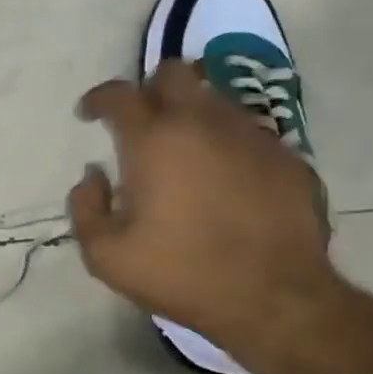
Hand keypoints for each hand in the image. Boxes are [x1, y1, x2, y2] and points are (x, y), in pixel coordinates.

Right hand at [67, 61, 339, 370]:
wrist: (276, 300)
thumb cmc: (181, 274)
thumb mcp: (106, 255)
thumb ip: (85, 207)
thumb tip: (93, 176)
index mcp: (154, 139)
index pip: (119, 94)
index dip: (98, 99)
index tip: (89, 115)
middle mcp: (202, 122)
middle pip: (174, 73)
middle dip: (150, 88)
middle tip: (142, 122)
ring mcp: (251, 136)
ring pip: (214, 100)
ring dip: (192, 115)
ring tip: (185, 153)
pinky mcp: (287, 157)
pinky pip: (249, 134)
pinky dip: (228, 145)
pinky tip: (226, 181)